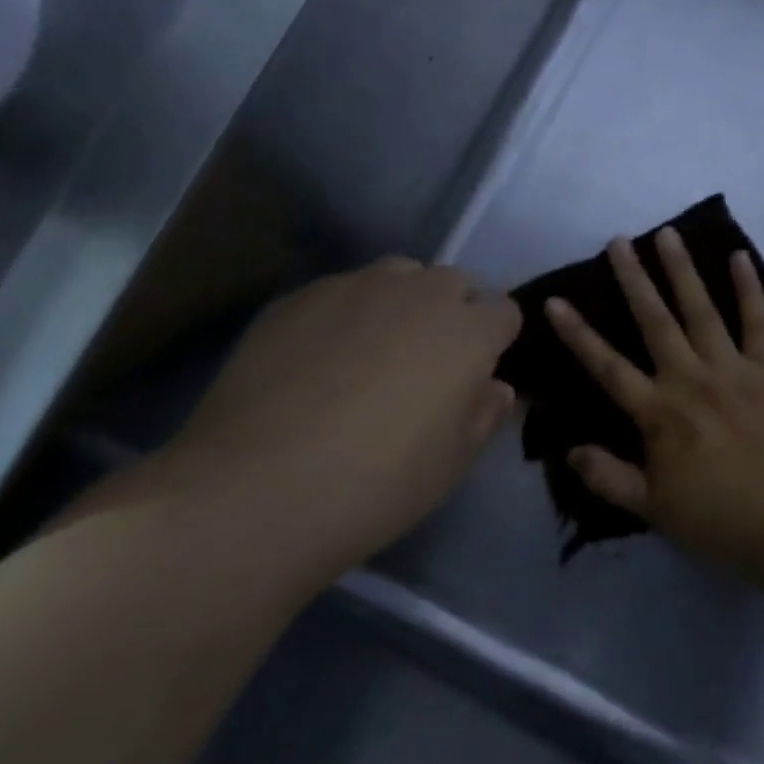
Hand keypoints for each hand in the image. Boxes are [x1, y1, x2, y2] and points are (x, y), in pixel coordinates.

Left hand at [154, 258, 519, 581]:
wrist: (258, 488)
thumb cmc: (378, 484)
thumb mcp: (452, 464)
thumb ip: (484, 415)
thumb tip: (495, 387)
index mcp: (467, 332)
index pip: (505, 311)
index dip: (497, 339)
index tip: (480, 372)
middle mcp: (418, 294)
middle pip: (454, 283)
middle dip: (453, 313)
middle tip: (428, 364)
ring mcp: (354, 288)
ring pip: (397, 276)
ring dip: (402, 302)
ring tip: (375, 351)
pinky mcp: (298, 297)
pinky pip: (341, 291)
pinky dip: (347, 313)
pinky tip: (319, 360)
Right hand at [546, 228, 763, 573]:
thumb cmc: (717, 518)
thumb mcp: (651, 509)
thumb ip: (608, 477)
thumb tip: (569, 450)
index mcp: (659, 413)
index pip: (607, 366)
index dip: (578, 334)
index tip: (555, 301)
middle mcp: (690, 379)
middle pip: (655, 321)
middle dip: (633, 280)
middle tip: (618, 242)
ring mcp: (732, 369)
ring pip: (701, 310)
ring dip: (682, 271)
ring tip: (667, 235)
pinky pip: (758, 322)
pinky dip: (749, 288)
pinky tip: (738, 256)